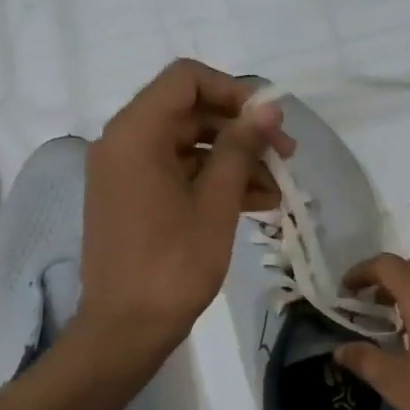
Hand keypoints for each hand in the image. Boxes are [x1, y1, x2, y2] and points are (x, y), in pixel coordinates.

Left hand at [80, 60, 292, 357]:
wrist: (126, 329)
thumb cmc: (172, 265)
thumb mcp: (215, 204)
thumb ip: (241, 148)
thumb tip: (268, 108)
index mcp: (135, 134)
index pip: (185, 79)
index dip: (233, 91)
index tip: (270, 120)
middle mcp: (123, 143)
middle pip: (189, 112)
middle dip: (242, 131)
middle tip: (286, 156)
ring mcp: (126, 173)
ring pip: (189, 146)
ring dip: (235, 161)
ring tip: (280, 189)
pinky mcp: (134, 199)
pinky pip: (178, 174)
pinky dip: (214, 182)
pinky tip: (257, 204)